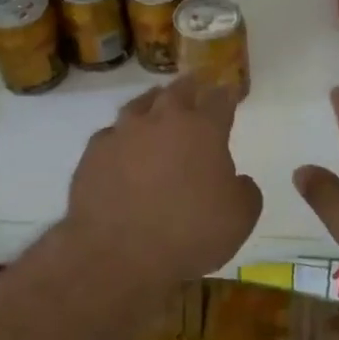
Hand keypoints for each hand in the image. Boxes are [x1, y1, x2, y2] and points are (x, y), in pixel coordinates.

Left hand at [64, 76, 262, 291]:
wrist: (117, 254)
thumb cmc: (189, 234)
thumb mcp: (239, 219)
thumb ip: (245, 192)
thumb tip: (237, 181)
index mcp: (203, 129)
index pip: (220, 99)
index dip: (228, 94)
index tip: (231, 92)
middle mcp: (163, 120)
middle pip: (178, 90)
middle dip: (190, 87)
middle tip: (195, 85)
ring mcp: (124, 133)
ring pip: (140, 104)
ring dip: (153, 102)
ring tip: (156, 105)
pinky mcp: (94, 152)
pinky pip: (112, 135)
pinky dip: (122, 137)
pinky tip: (122, 147)